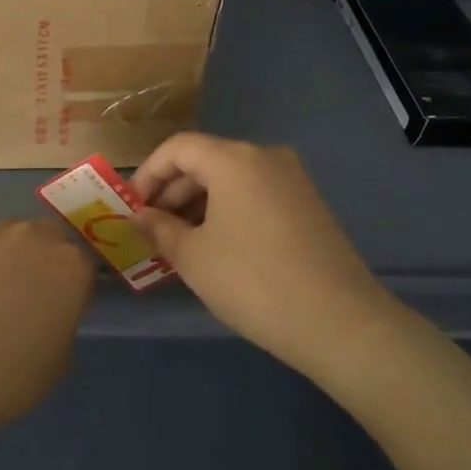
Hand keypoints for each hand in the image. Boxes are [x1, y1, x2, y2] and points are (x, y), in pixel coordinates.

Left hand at [0, 218, 93, 452]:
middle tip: (25, 298)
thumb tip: (50, 314)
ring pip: (10, 233)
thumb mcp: (57, 365)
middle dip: (43, 261)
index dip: (73, 290)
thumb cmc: (3, 380)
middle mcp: (35, 238)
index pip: (84, 268)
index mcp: (71, 269)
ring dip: (8, 253)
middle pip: (49, 239)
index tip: (60, 312)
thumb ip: (63, 326)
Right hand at [131, 133, 389, 376]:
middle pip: (206, 160)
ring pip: (232, 179)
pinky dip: (228, 211)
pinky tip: (218, 246)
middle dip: (172, 191)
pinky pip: (256, 195)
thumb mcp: (193, 256)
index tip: (132, 208)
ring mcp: (293, 180)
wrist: (338, 321)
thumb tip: (139, 216)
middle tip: (152, 229)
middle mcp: (265, 157)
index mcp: (234, 159)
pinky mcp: (309, 205)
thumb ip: (159, 228)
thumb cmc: (252, 281)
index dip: (147, 174)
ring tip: (180, 242)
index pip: (177, 148)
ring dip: (199, 203)